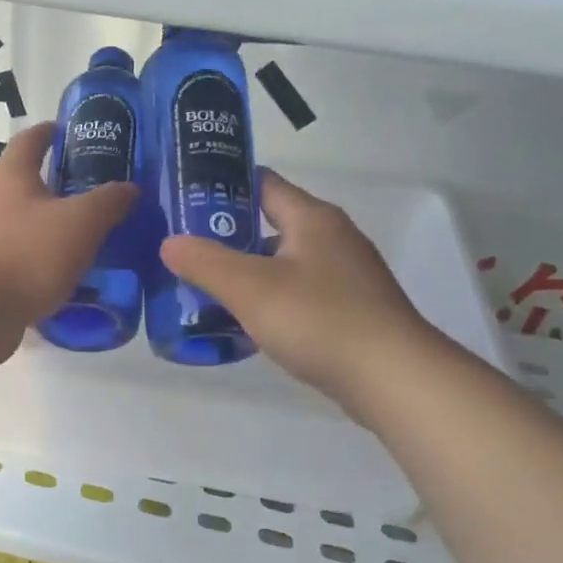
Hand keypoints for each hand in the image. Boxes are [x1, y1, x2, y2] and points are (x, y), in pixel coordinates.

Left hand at [0, 123, 137, 352]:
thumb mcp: (82, 223)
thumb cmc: (28, 255)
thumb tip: (130, 187)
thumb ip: (108, 201)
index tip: (69, 131)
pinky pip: (13, 257)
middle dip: (54, 186)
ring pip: (18, 223)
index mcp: (9, 176)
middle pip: (22, 183)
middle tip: (90, 194)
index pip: (30, 139)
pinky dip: (35, 259)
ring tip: (80, 239)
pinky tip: (57, 275)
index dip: (51, 132)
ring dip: (45, 227)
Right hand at [160, 171, 438, 411]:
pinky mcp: (349, 311)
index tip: (183, 199)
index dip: (222, 185)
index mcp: (312, 218)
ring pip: (282, 264)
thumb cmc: (319, 320)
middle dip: (226, 236)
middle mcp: (332, 238)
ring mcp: (344, 276)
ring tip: (203, 289)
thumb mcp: (250, 288)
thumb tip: (169, 242)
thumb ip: (205, 262)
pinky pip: (297, 295)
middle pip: (270, 225)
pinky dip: (269, 301)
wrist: (392, 378)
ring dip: (246, 273)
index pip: (262, 184)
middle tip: (184, 251)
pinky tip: (245, 324)